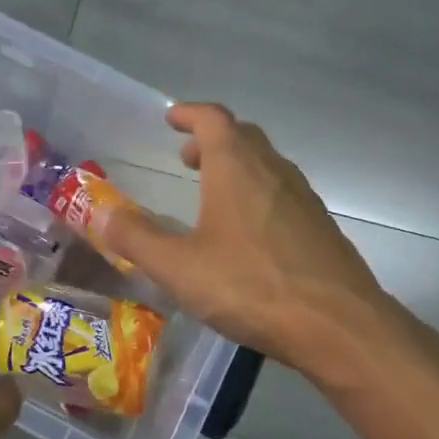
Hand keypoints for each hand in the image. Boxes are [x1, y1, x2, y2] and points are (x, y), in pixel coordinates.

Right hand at [102, 103, 391, 377]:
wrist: (339, 325)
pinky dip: (257, 193)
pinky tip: (247, 231)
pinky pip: (282, 192)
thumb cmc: (251, 286)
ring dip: (236, 166)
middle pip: (242, 137)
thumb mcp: (178, 267)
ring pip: (266, 164)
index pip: (213, 119)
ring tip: (212, 190)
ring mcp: (303, 199)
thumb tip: (99, 214)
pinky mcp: (320, 227)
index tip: (171, 118)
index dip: (190, 113)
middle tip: (186, 156)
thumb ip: (135, 238)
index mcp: (237, 168)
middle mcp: (273, 171)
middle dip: (211, 139)